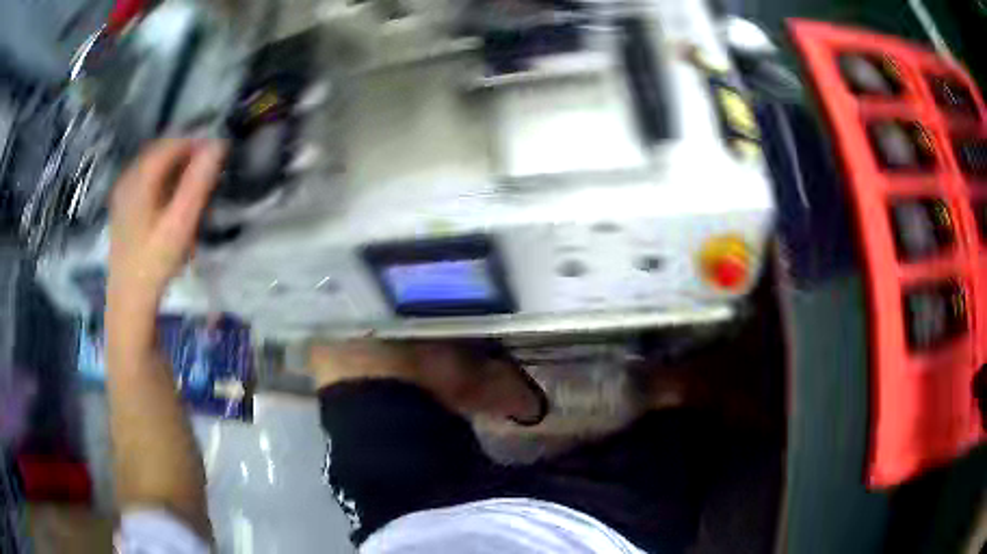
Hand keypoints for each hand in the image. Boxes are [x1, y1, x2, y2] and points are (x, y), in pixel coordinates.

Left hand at [108, 139, 224, 311]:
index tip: (218, 156)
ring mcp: (122, 193)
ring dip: (175, 169)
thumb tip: (218, 144)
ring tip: (193, 186)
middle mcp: (128, 178)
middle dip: (186, 156)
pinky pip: (145, 181)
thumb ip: (198, 182)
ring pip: (153, 167)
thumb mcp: (181, 223)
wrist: (129, 301)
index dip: (197, 144)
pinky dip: (162, 182)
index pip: (172, 144)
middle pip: (161, 153)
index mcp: (139, 178)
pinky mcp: (122, 208)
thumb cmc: (155, 263)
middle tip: (207, 172)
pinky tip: (171, 201)